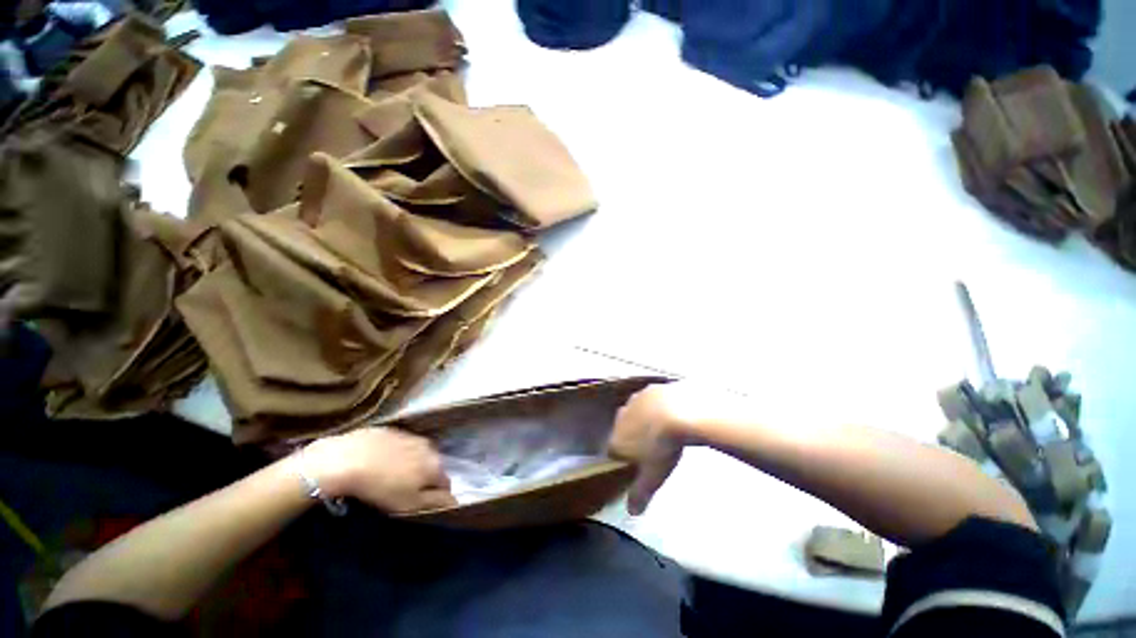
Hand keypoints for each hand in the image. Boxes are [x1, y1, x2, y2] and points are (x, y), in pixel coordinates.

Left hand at [304, 428, 456, 512]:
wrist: (345, 459)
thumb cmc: (381, 487)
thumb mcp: (410, 504)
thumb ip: (436, 502)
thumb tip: (457, 501)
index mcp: (436, 464)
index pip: (446, 483)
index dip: (435, 496)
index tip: (419, 505)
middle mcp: (429, 446)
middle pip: (431, 466)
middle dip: (423, 478)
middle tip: (403, 492)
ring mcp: (410, 436)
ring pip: (416, 454)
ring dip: (409, 464)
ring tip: (388, 477)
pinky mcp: (391, 431)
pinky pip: (398, 445)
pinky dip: (394, 454)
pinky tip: (377, 463)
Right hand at [608, 383, 699, 514]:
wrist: (680, 411)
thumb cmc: (663, 446)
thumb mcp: (653, 476)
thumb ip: (640, 494)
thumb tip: (632, 513)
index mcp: (617, 439)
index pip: (613, 451)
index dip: (623, 457)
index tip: (636, 462)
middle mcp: (620, 418)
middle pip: (622, 429)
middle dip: (632, 437)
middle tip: (651, 445)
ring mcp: (634, 401)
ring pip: (634, 412)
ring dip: (642, 419)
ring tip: (662, 428)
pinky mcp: (649, 389)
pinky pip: (648, 399)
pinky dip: (655, 405)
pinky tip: (669, 411)